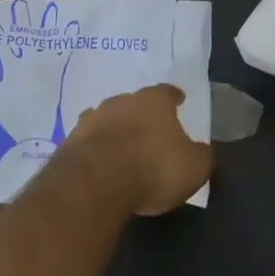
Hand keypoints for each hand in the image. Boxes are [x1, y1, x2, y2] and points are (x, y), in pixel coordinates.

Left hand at [61, 85, 214, 215]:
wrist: (95, 182)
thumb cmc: (153, 168)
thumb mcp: (193, 168)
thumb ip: (202, 156)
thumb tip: (204, 150)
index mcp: (153, 101)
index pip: (167, 92)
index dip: (174, 97)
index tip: (179, 100)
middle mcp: (121, 102)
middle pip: (134, 103)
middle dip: (141, 115)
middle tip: (148, 130)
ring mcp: (91, 119)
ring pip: (107, 119)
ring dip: (114, 130)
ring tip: (121, 147)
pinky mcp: (70, 141)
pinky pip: (88, 141)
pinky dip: (95, 149)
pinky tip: (100, 163)